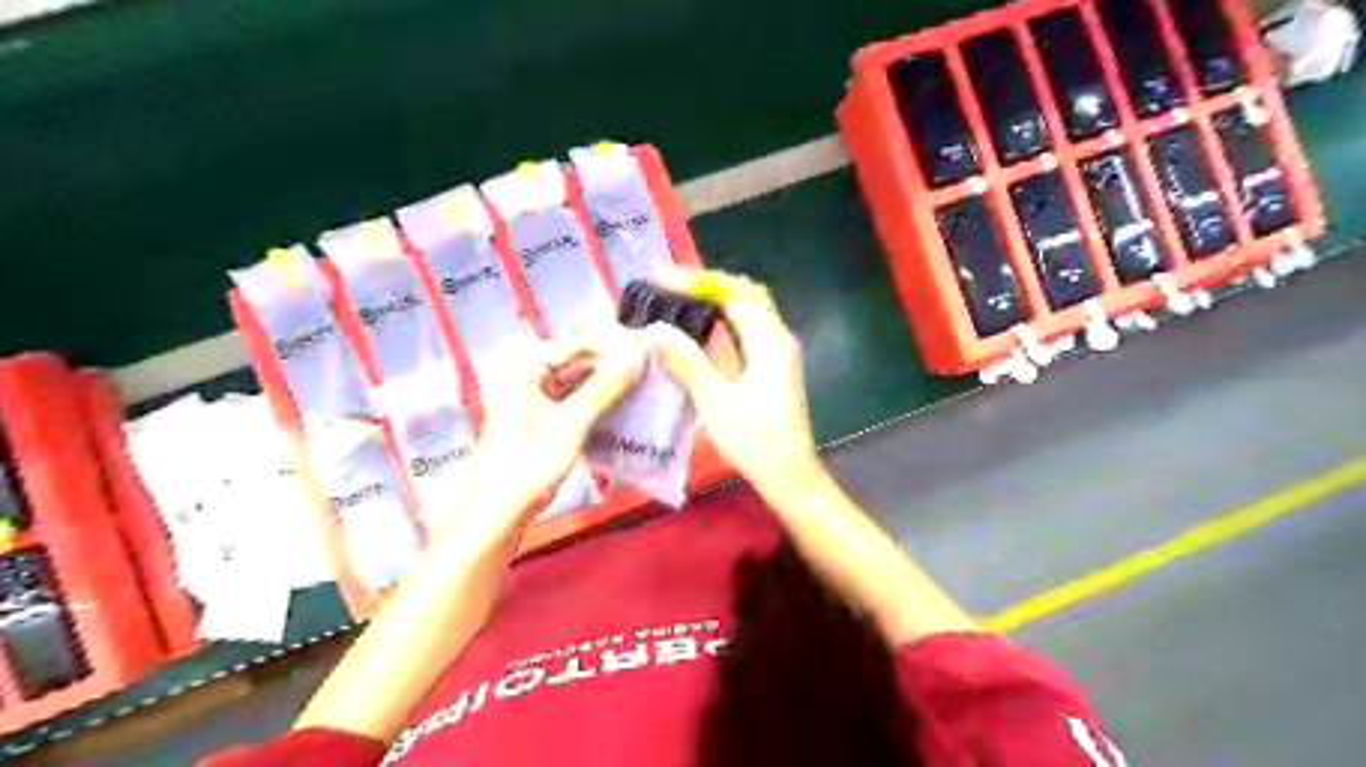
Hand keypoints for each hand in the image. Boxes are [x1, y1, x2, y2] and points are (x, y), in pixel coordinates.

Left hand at [468, 325, 646, 521]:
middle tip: (643, 370)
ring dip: (601, 385)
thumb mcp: (574, 422)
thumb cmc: (530, 461)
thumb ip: (606, 388)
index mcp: (521, 367)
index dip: (608, 348)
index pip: (573, 345)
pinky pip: (570, 399)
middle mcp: (522, 374)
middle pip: (572, 362)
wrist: (500, 508)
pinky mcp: (538, 417)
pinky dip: (591, 401)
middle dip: (606, 367)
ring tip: (637, 386)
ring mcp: (529, 397)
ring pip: (573, 381)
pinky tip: (618, 404)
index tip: (642, 352)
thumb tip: (638, 358)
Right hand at [644, 268, 814, 493]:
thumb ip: (687, 361)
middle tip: (668, 285)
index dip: (696, 282)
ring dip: (713, 300)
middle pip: (744, 293)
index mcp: (769, 341)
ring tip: (676, 298)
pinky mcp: (770, 366)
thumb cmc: (755, 440)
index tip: (660, 280)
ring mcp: (776, 351)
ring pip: (746, 310)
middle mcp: (777, 337)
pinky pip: (745, 330)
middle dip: (706, 284)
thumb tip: (655, 328)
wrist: (788, 474)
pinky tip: (697, 328)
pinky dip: (720, 321)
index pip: (733, 293)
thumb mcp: (715, 401)